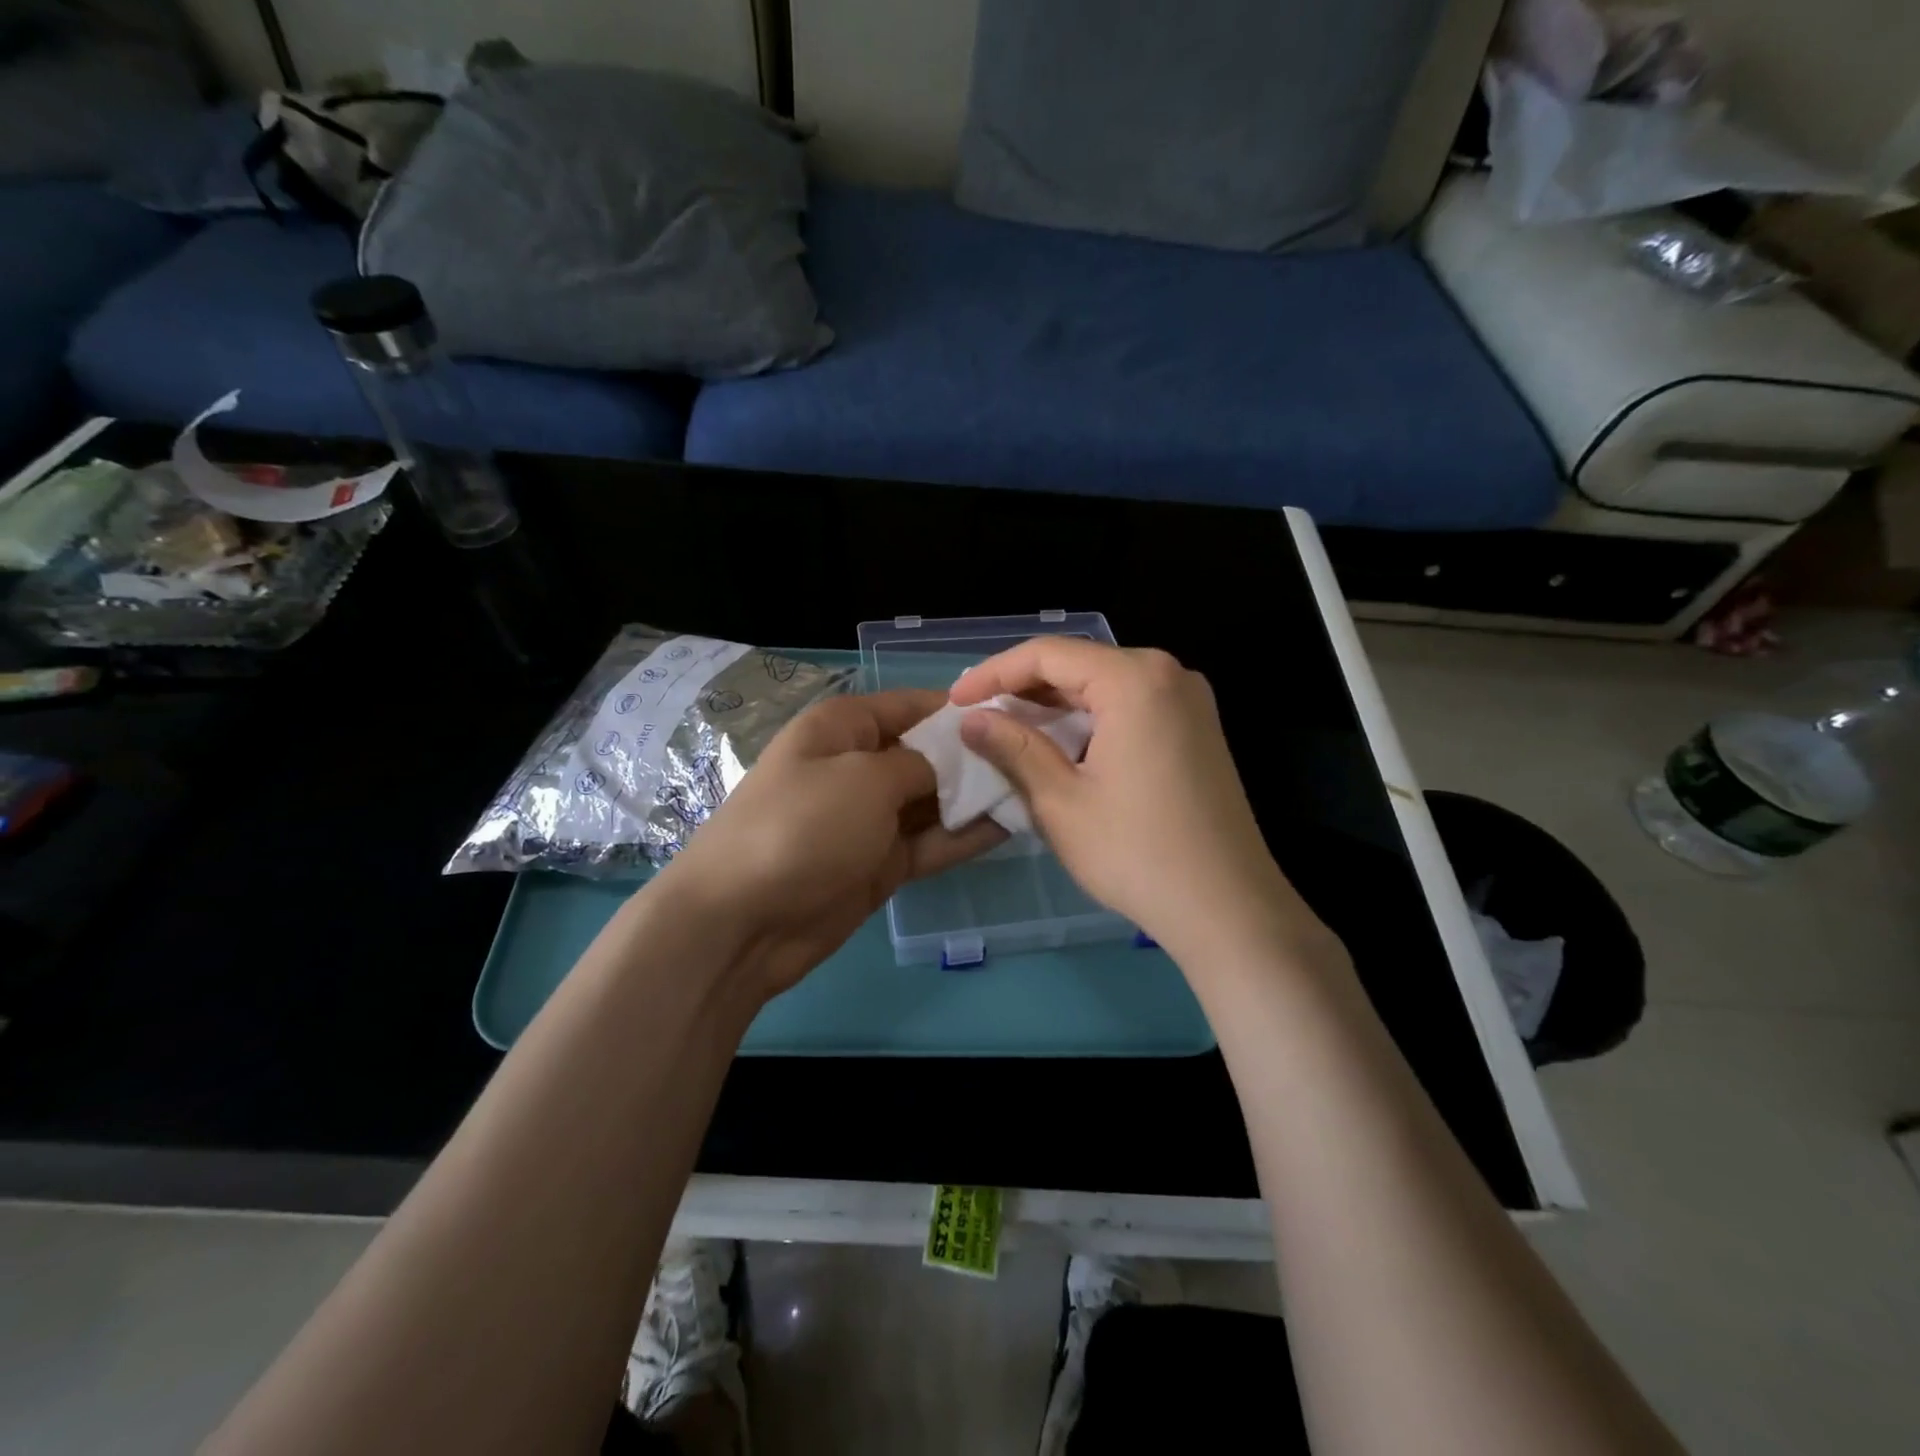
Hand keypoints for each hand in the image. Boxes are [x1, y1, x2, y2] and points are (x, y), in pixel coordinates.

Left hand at [655, 689, 1003, 997]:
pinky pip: (931, 842)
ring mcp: (869, 819)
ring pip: (935, 800)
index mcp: (843, 727)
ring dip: (977, 798)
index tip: (1017, 715)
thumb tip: (954, 762)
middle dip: (977, 756)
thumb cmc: (803, 826)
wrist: (742, 921)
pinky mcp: (881, 864)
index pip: (912, 705)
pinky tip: (1011, 826)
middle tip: (1039, 758)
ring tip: (1035, 790)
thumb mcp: (866, 779)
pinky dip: (965, 836)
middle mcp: (858, 766)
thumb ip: (921, 764)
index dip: (961, 709)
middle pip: (929, 753)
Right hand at [949, 639, 1310, 962]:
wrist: (1228, 907)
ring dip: (1055, 705)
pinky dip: (1090, 719)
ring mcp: (1189, 701)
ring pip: (1105, 685)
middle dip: (1024, 687)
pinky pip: (1131, 706)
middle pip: (1080, 664)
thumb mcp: (1060, 801)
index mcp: (1134, 680)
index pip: (1048, 654)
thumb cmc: (1136, 853)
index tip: (955, 701)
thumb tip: (972, 720)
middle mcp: (1168, 674)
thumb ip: (1013, 748)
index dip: (993, 674)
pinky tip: (1061, 745)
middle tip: (977, 715)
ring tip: (1008, 730)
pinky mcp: (1197, 729)